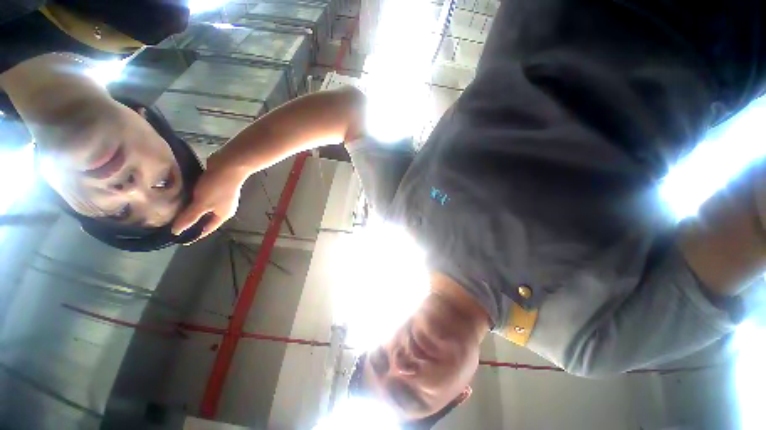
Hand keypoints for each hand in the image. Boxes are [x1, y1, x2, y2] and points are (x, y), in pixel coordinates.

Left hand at [172, 152, 246, 240]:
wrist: (229, 166)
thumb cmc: (217, 187)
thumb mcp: (202, 203)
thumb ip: (189, 217)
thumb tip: (176, 232)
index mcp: (223, 215)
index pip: (207, 229)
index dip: (195, 235)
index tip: (180, 240)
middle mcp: (223, 208)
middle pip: (205, 219)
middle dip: (191, 222)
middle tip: (172, 224)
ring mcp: (220, 197)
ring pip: (203, 207)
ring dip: (190, 209)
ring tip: (173, 211)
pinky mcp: (216, 187)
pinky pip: (202, 197)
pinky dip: (193, 199)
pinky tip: (182, 196)